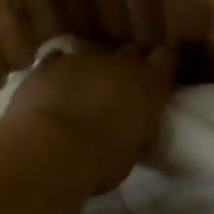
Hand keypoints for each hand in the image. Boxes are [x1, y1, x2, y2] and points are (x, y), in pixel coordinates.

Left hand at [0, 44, 176, 192]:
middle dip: (131, 64)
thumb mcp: (134, 149)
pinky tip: (55, 87)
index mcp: (148, 85)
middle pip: (131, 51)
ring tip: (87, 89)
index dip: (163, 66)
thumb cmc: (101, 162)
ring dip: (94, 69)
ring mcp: (81, 60)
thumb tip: (134, 124)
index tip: (160, 78)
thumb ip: (137, 127)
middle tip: (125, 86)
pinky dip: (60, 72)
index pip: (166, 60)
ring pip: (94, 54)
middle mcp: (119, 63)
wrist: (50, 150)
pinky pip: (58, 61)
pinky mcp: (47, 65)